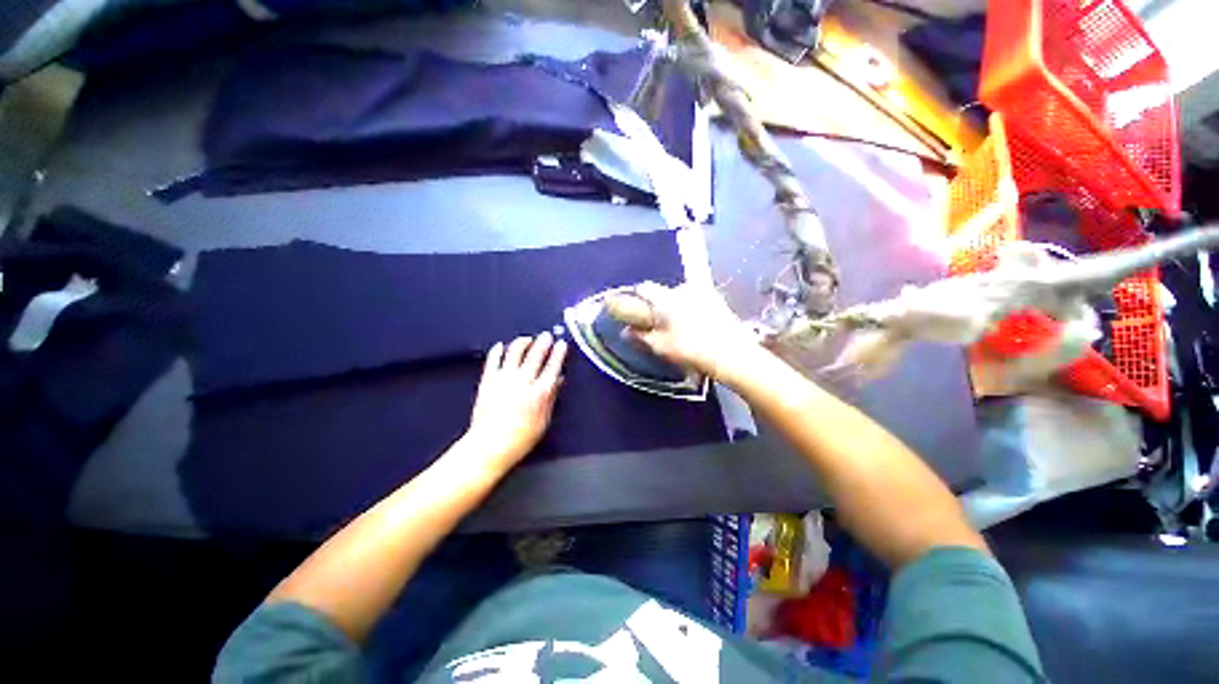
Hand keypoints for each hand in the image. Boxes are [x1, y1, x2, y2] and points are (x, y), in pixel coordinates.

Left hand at [462, 332, 567, 473]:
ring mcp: (504, 378)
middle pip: (535, 355)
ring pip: (515, 352)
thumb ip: (551, 397)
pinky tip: (501, 345)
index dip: (558, 353)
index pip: (552, 366)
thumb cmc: (522, 438)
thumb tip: (559, 379)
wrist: (489, 445)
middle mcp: (523, 381)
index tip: (562, 344)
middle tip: (547, 335)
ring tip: (527, 338)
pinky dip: (497, 351)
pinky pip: (493, 360)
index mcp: (540, 392)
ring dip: (522, 342)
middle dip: (543, 342)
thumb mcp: (544, 420)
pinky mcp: (488, 380)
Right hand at [605, 282, 760, 380]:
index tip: (633, 310)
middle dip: (657, 305)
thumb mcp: (660, 347)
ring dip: (675, 307)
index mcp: (666, 298)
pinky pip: (696, 300)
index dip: (635, 298)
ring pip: (680, 296)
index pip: (643, 288)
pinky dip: (690, 309)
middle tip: (656, 324)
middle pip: (663, 292)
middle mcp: (683, 289)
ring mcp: (703, 292)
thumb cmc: (691, 350)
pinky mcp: (718, 300)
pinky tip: (695, 326)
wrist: (733, 354)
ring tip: (678, 328)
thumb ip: (640, 337)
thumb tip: (625, 331)